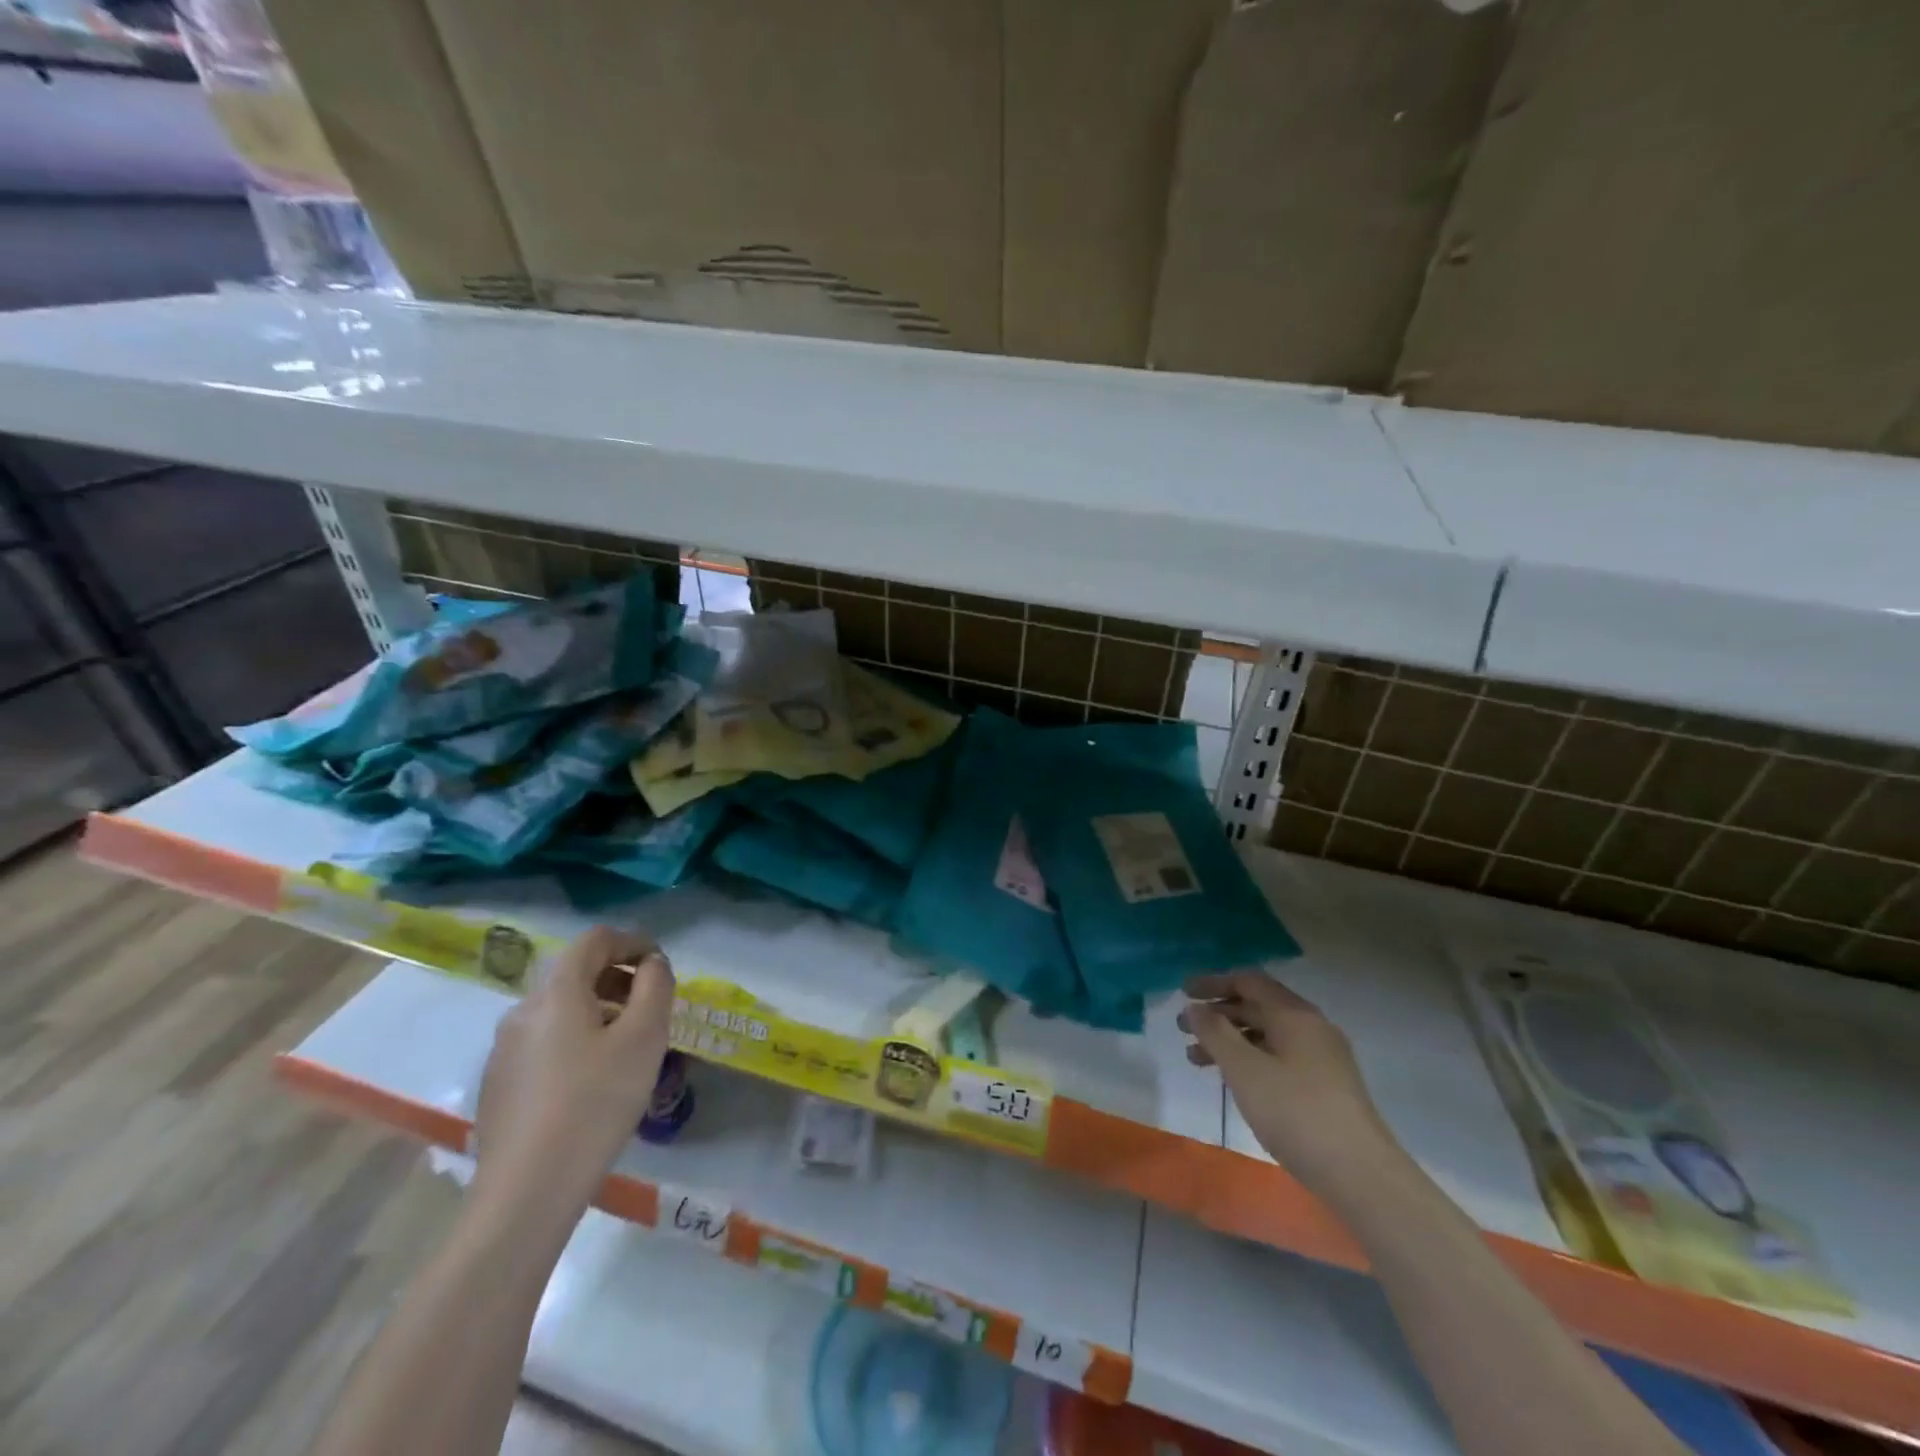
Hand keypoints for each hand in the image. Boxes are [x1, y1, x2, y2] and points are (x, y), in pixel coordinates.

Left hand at [471, 926, 675, 1232]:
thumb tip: (652, 964)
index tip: (661, 964)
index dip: (633, 941)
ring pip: (560, 1010)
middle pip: (575, 973)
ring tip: (628, 1047)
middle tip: (651, 1008)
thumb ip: (655, 987)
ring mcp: (504, 1049)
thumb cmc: (595, 1102)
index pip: (595, 940)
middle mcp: (522, 1010)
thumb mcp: (644, 1038)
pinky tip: (593, 1081)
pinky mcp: (498, 1083)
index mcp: (556, 992)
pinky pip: (544, 1042)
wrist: (525, 1192)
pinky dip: (576, 1040)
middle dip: (618, 979)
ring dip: (599, 1011)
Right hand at [1179, 970, 1399, 1197]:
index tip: (1183, 993)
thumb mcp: (1245, 1069)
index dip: (1213, 982)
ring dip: (1230, 1040)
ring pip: (1267, 1035)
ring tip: (1196, 1059)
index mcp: (1295, 1014)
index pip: (1249, 981)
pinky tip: (1234, 1081)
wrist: (1361, 1175)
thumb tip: (1195, 1008)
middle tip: (1183, 1029)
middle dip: (1218, 1014)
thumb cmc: (1296, 1112)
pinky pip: (1279, 1057)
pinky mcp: (1326, 1086)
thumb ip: (1215, 1033)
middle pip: (1258, 1006)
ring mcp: (1323, 1058)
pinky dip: (1250, 1059)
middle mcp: (1311, 1027)